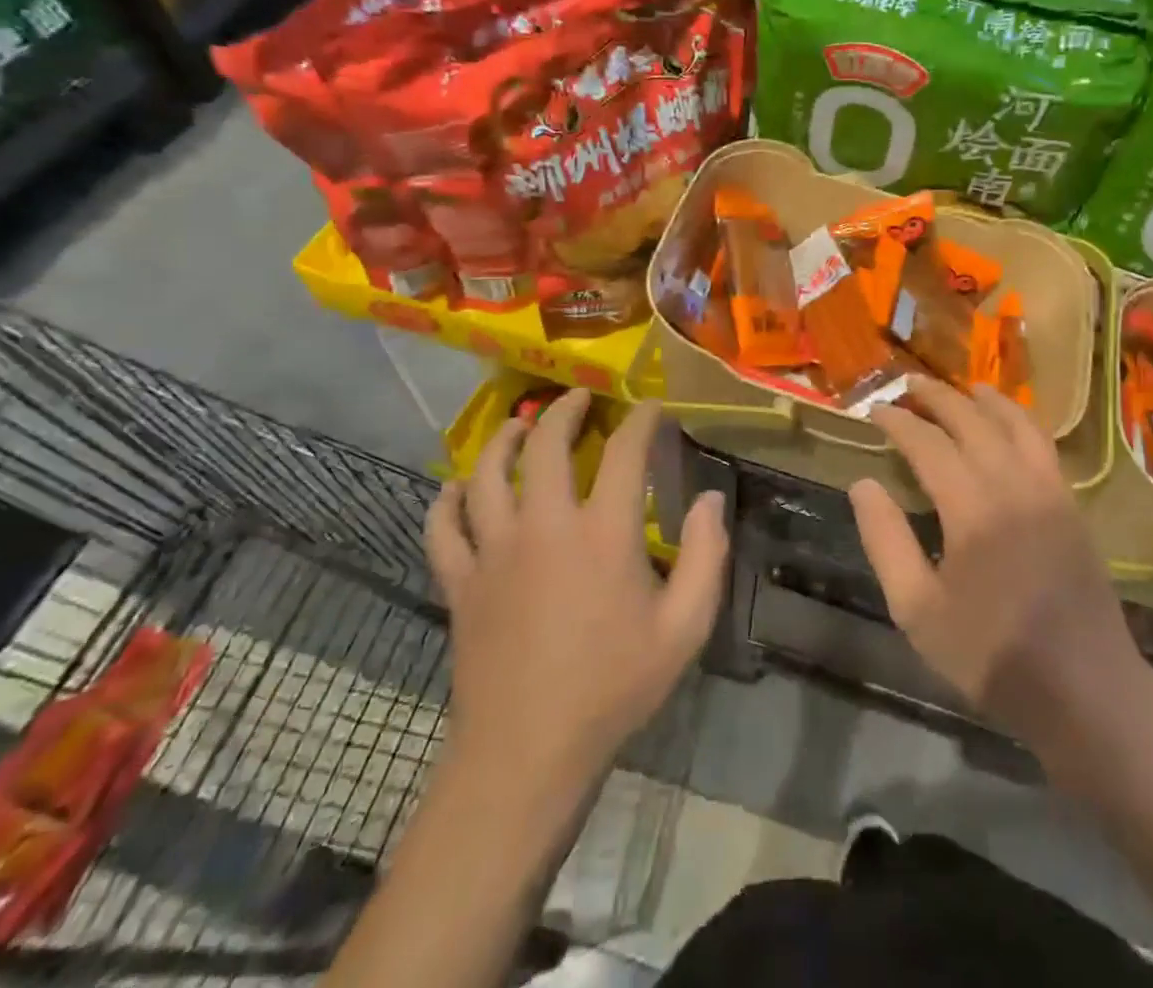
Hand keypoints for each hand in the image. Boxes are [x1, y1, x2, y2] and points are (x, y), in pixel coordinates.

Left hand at [425, 391, 728, 780]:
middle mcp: (544, 526)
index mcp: (603, 533)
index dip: (640, 420)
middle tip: (578, 398)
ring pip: (486, 474)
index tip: (650, 407)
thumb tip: (710, 498)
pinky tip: (456, 488)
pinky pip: (442, 527)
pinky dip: (447, 500)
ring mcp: (494, 551)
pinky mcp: (460, 582)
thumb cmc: (614, 687)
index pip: (624, 452)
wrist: (526, 754)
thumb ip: (706, 556)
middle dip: (564, 410)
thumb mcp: (685, 627)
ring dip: (503, 440)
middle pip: (545, 445)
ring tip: (519, 426)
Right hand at [850, 377, 1146, 747]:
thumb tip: (862, 484)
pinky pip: (1044, 444)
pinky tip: (1010, 423)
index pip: (927, 444)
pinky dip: (1021, 420)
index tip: (875, 410)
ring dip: (985, 400)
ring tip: (963, 388)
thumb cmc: (991, 655)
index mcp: (971, 509)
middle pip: (972, 421)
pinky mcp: (1072, 504)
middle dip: (937, 398)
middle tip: (909, 385)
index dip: (898, 422)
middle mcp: (1013, 485)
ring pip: (1015, 424)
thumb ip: (886, 541)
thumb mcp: (917, 610)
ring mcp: (1049, 491)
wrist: (1085, 690)